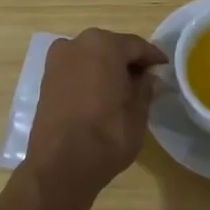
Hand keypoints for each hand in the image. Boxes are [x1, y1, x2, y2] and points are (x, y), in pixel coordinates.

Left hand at [26, 28, 167, 200]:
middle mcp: (77, 44)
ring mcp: (57, 61)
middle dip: (128, 61)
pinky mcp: (46, 80)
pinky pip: (75, 70)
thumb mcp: (138, 112)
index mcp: (104, 45)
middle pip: (111, 47)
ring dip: (107, 68)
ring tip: (123, 89)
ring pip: (91, 58)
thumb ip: (145, 88)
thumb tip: (150, 78)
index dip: (152, 58)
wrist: (60, 166)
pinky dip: (89, 77)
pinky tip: (100, 95)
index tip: (164, 68)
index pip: (136, 45)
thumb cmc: (107, 134)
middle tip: (145, 79)